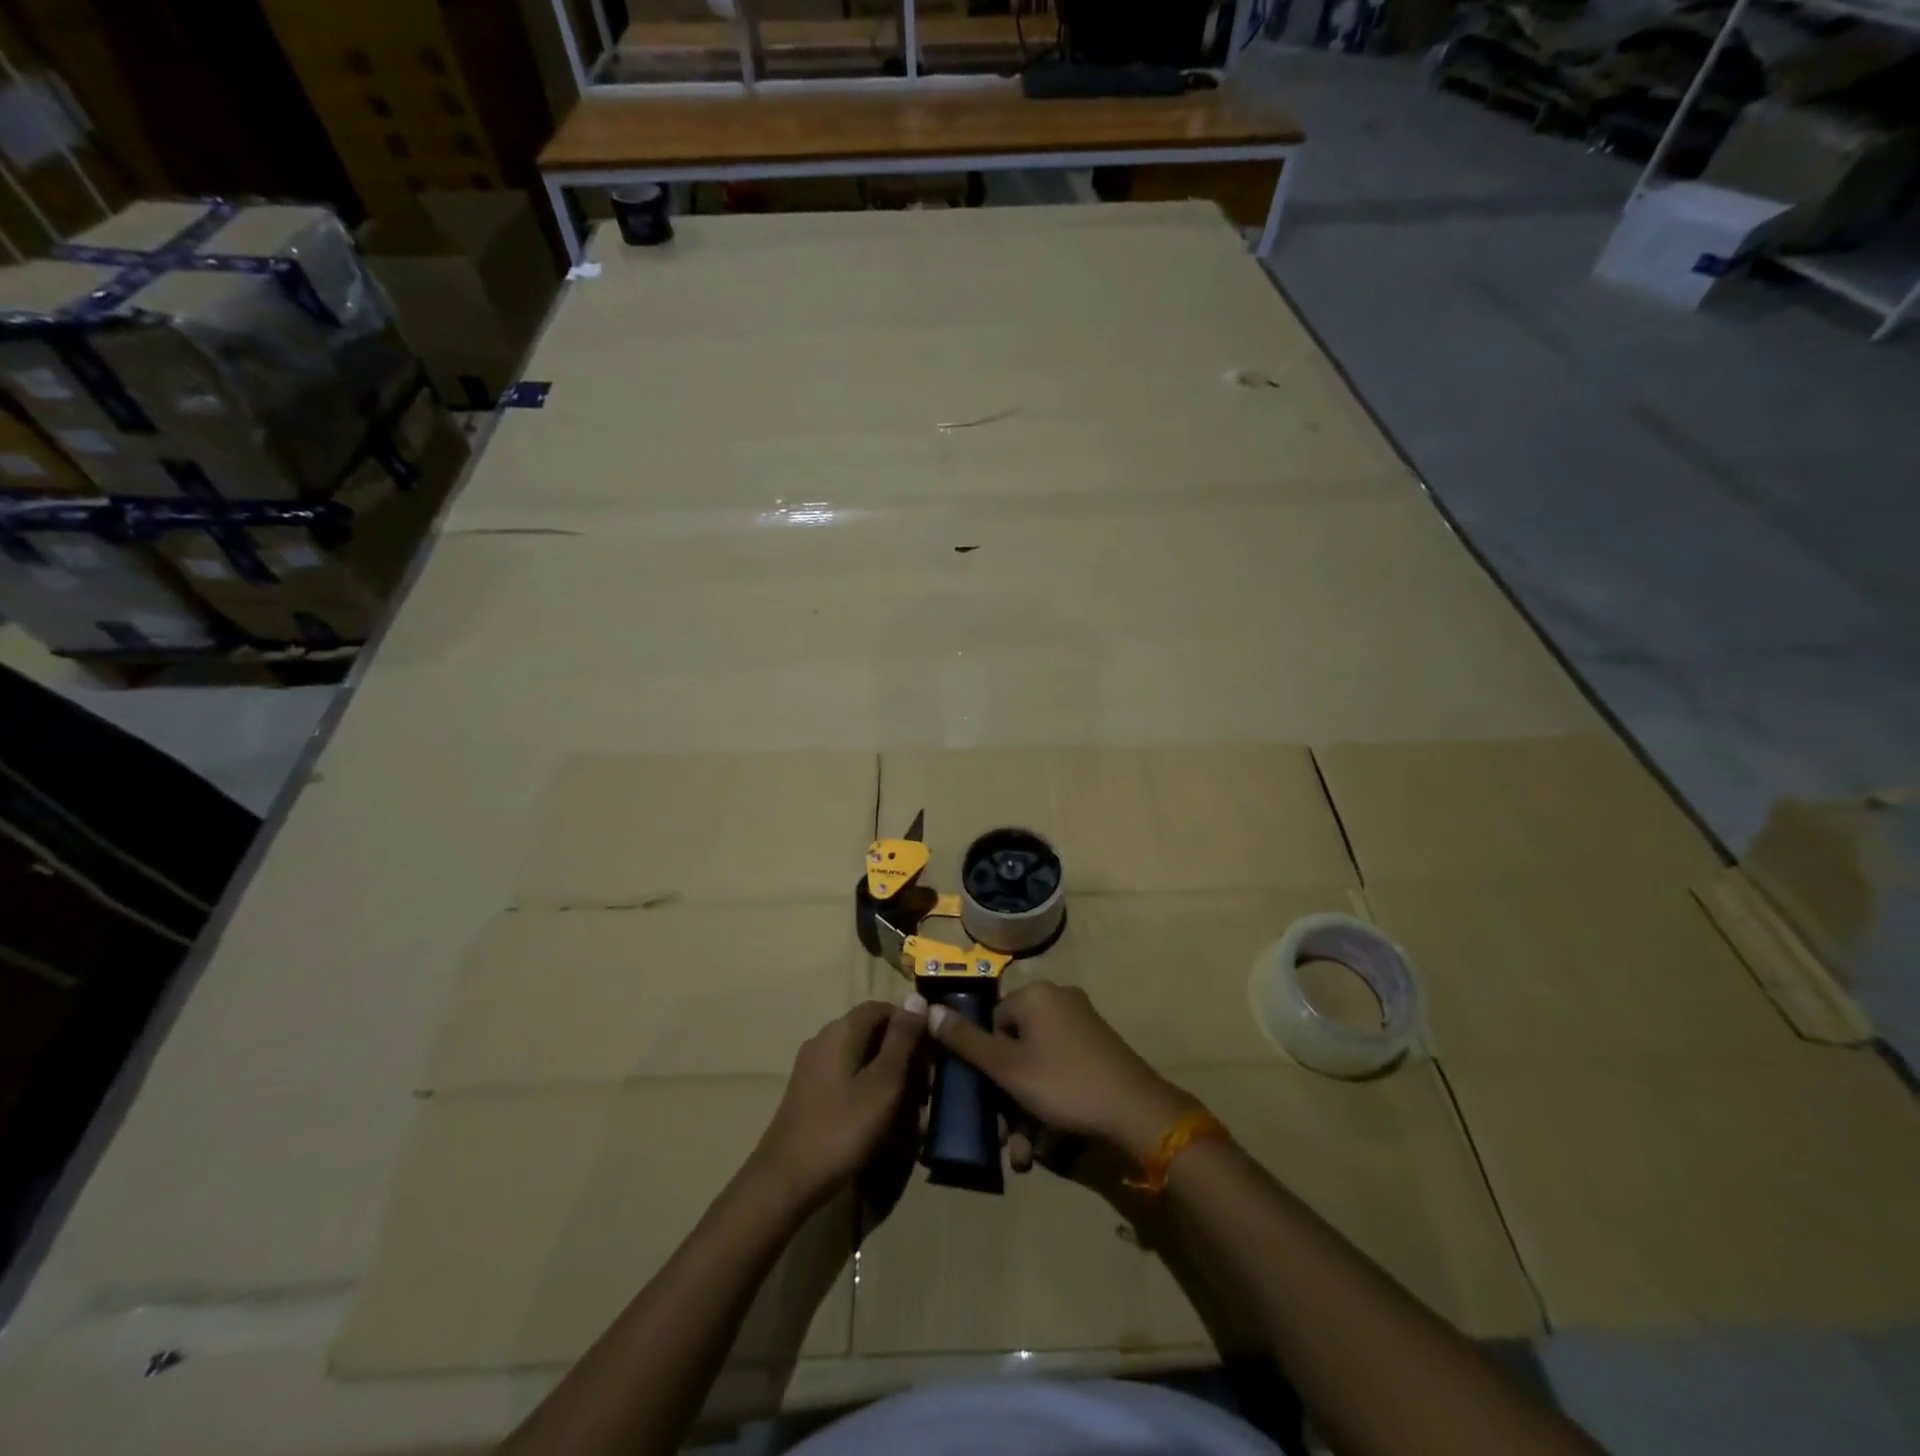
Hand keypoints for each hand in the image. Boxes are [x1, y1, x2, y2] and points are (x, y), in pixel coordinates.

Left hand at [748, 1001, 926, 1212]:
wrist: (783, 1183)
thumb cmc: (841, 1129)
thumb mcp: (883, 1084)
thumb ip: (902, 1039)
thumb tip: (917, 996)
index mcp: (841, 1031)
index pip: (883, 1008)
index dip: (911, 1026)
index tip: (932, 1055)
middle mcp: (825, 1041)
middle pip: (874, 1035)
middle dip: (905, 1060)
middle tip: (926, 1094)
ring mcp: (815, 1069)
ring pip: (864, 1063)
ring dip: (892, 1083)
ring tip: (913, 1119)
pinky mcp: (812, 1095)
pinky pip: (850, 1083)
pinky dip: (872, 1097)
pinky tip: (887, 1128)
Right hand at [926, 980, 1195, 1167]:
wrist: (1137, 1112)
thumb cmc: (1064, 1084)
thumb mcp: (1007, 1068)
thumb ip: (965, 1041)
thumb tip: (929, 1010)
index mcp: (1035, 995)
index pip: (992, 1022)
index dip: (985, 1063)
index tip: (986, 1100)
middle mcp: (1059, 1000)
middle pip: (1015, 1048)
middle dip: (1007, 1098)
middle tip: (1005, 1137)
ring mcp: (1083, 1025)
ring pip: (1038, 1067)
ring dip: (1026, 1110)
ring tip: (1026, 1153)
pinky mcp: (1099, 1050)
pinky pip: (1061, 1072)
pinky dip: (1051, 1104)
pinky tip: (1050, 1143)